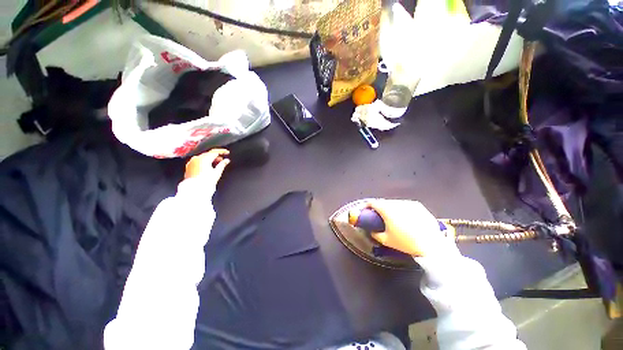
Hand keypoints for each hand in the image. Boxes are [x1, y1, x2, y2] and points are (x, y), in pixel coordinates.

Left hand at [184, 149, 229, 185]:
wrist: (194, 189)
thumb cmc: (205, 182)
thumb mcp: (217, 172)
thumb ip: (222, 164)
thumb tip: (226, 161)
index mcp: (204, 158)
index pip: (215, 151)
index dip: (222, 151)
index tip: (227, 152)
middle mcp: (196, 158)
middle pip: (208, 154)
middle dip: (216, 156)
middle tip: (222, 159)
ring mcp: (191, 162)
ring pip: (203, 157)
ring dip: (210, 159)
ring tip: (216, 164)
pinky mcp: (189, 166)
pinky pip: (198, 161)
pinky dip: (204, 162)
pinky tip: (208, 167)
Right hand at [361, 199, 456, 256]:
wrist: (431, 245)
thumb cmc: (405, 242)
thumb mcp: (386, 240)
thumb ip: (375, 234)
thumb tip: (372, 231)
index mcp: (386, 209)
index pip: (372, 203)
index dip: (367, 205)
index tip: (365, 210)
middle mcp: (396, 203)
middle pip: (383, 202)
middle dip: (379, 207)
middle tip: (378, 215)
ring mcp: (408, 203)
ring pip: (394, 202)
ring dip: (390, 207)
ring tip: (392, 216)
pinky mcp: (418, 206)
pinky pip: (405, 205)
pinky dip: (401, 208)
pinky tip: (404, 216)